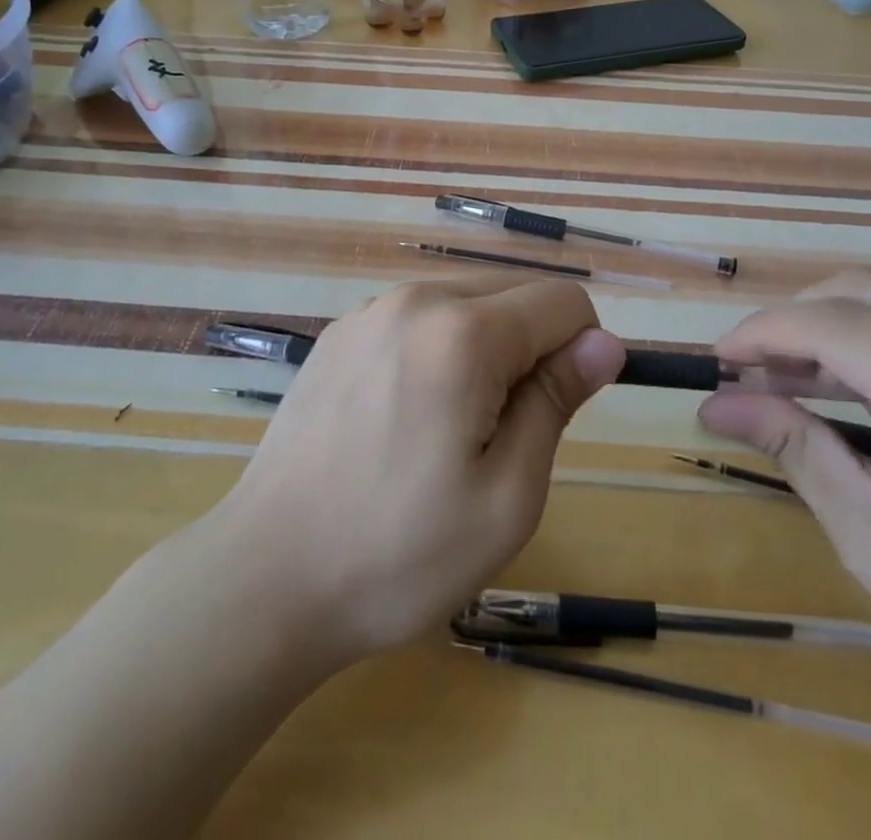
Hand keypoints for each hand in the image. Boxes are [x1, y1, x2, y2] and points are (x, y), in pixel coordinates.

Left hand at [216, 277, 625, 663]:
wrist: (265, 578)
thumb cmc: (399, 553)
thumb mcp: (507, 495)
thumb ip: (557, 401)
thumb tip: (606, 343)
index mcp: (463, 332)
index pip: (564, 301)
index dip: (582, 351)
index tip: (556, 413)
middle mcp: (416, 298)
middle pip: (515, 293)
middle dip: (533, 348)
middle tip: (501, 433)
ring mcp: (370, 310)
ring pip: (466, 301)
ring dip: (486, 348)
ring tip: (451, 428)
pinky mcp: (340, 332)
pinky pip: (419, 317)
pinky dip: (439, 348)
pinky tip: (405, 416)